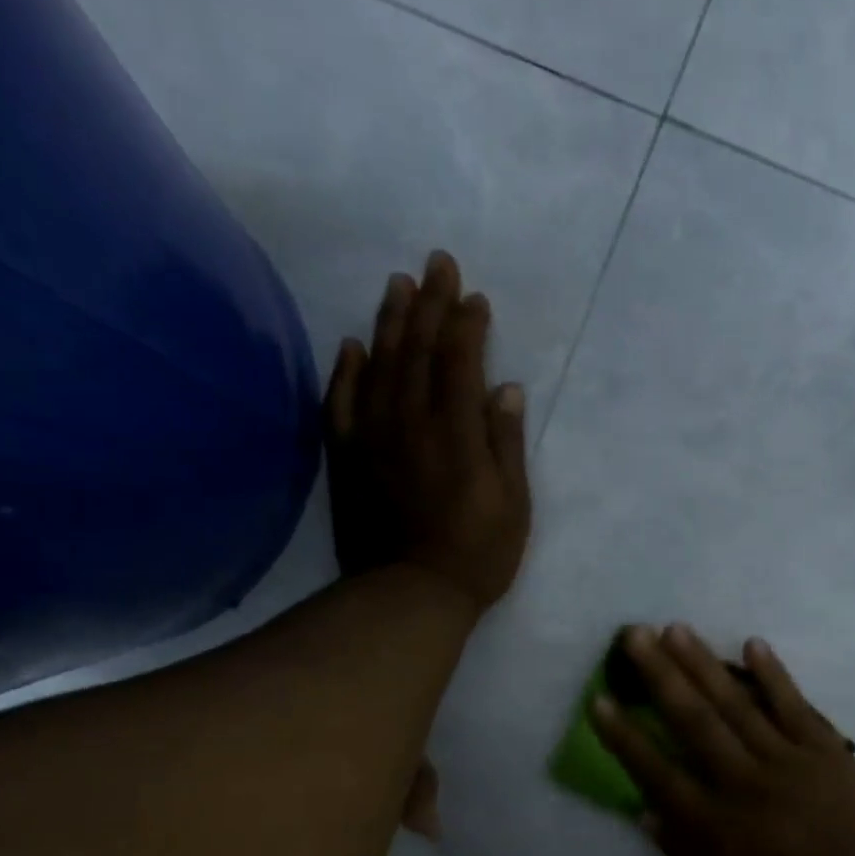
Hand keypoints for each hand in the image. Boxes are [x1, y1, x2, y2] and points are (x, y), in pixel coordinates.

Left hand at [324, 250, 531, 613]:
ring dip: (389, 321)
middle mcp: (411, 422)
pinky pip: (341, 402)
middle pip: (418, 350)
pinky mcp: (346, 457)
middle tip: (435, 263)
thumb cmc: (477, 554)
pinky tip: (351, 344)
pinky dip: (346, 369)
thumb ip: (506, 443)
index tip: (474, 295)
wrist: (409, 593)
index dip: (467, 324)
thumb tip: (504, 387)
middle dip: (429, 303)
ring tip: (397, 285)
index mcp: (457, 433)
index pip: (459, 361)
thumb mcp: (513, 505)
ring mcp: (372, 437)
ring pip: (379, 365)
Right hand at [591, 625, 854, 855]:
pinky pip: (795, 706)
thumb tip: (643, 811)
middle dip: (660, 675)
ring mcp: (787, 761)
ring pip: (737, 704)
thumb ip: (680, 854)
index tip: (599, 700)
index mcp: (713, 824)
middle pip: (694, 720)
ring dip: (704, 664)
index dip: (624, 735)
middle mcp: (743, 783)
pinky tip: (753, 644)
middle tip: (634, 635)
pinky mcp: (826, 752)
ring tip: (676, 629)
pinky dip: (774, 674)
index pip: (656, 771)